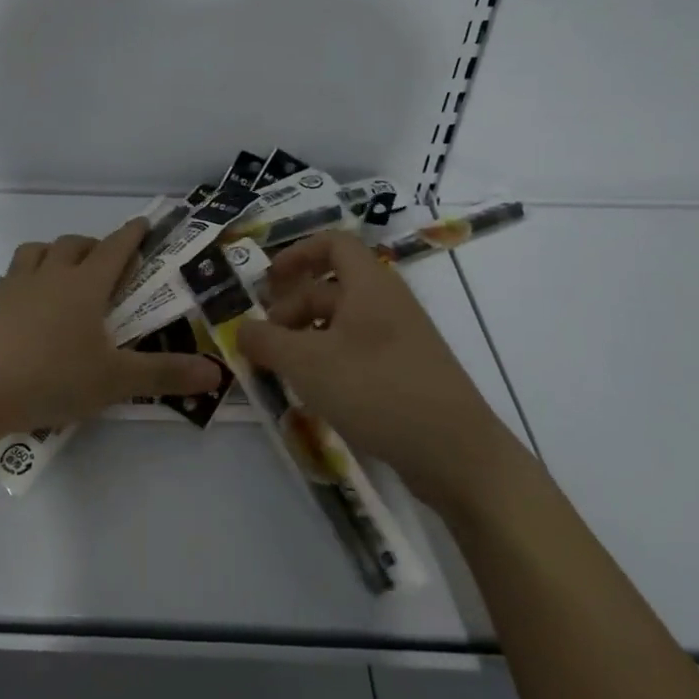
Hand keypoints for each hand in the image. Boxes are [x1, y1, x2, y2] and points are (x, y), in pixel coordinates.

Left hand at [0, 218, 222, 441]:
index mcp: (85, 285)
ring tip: (66, 274)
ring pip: (39, 251)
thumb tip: (216, 373)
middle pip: (76, 244)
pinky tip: (30, 302)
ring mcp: (15, 285)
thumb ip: (165, 374)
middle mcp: (51, 274)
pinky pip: (14, 274)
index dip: (133, 234)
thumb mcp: (115, 381)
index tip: (145, 223)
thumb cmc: (51, 377)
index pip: (116, 248)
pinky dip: (29, 276)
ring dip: (57, 253)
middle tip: (109, 265)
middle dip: (96, 246)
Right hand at [236, 230, 518, 514]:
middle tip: (264, 341)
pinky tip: (314, 393)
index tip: (268, 281)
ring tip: (281, 371)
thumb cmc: (376, 390)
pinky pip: (358, 352)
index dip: (297, 254)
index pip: (333, 244)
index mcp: (369, 285)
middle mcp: (387, 304)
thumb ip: (266, 342)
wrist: (457, 454)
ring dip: (306, 339)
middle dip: (291, 308)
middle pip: (331, 288)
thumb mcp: (307, 363)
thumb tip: (241, 330)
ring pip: (342, 324)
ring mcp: (400, 340)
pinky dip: (329, 362)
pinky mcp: (406, 373)